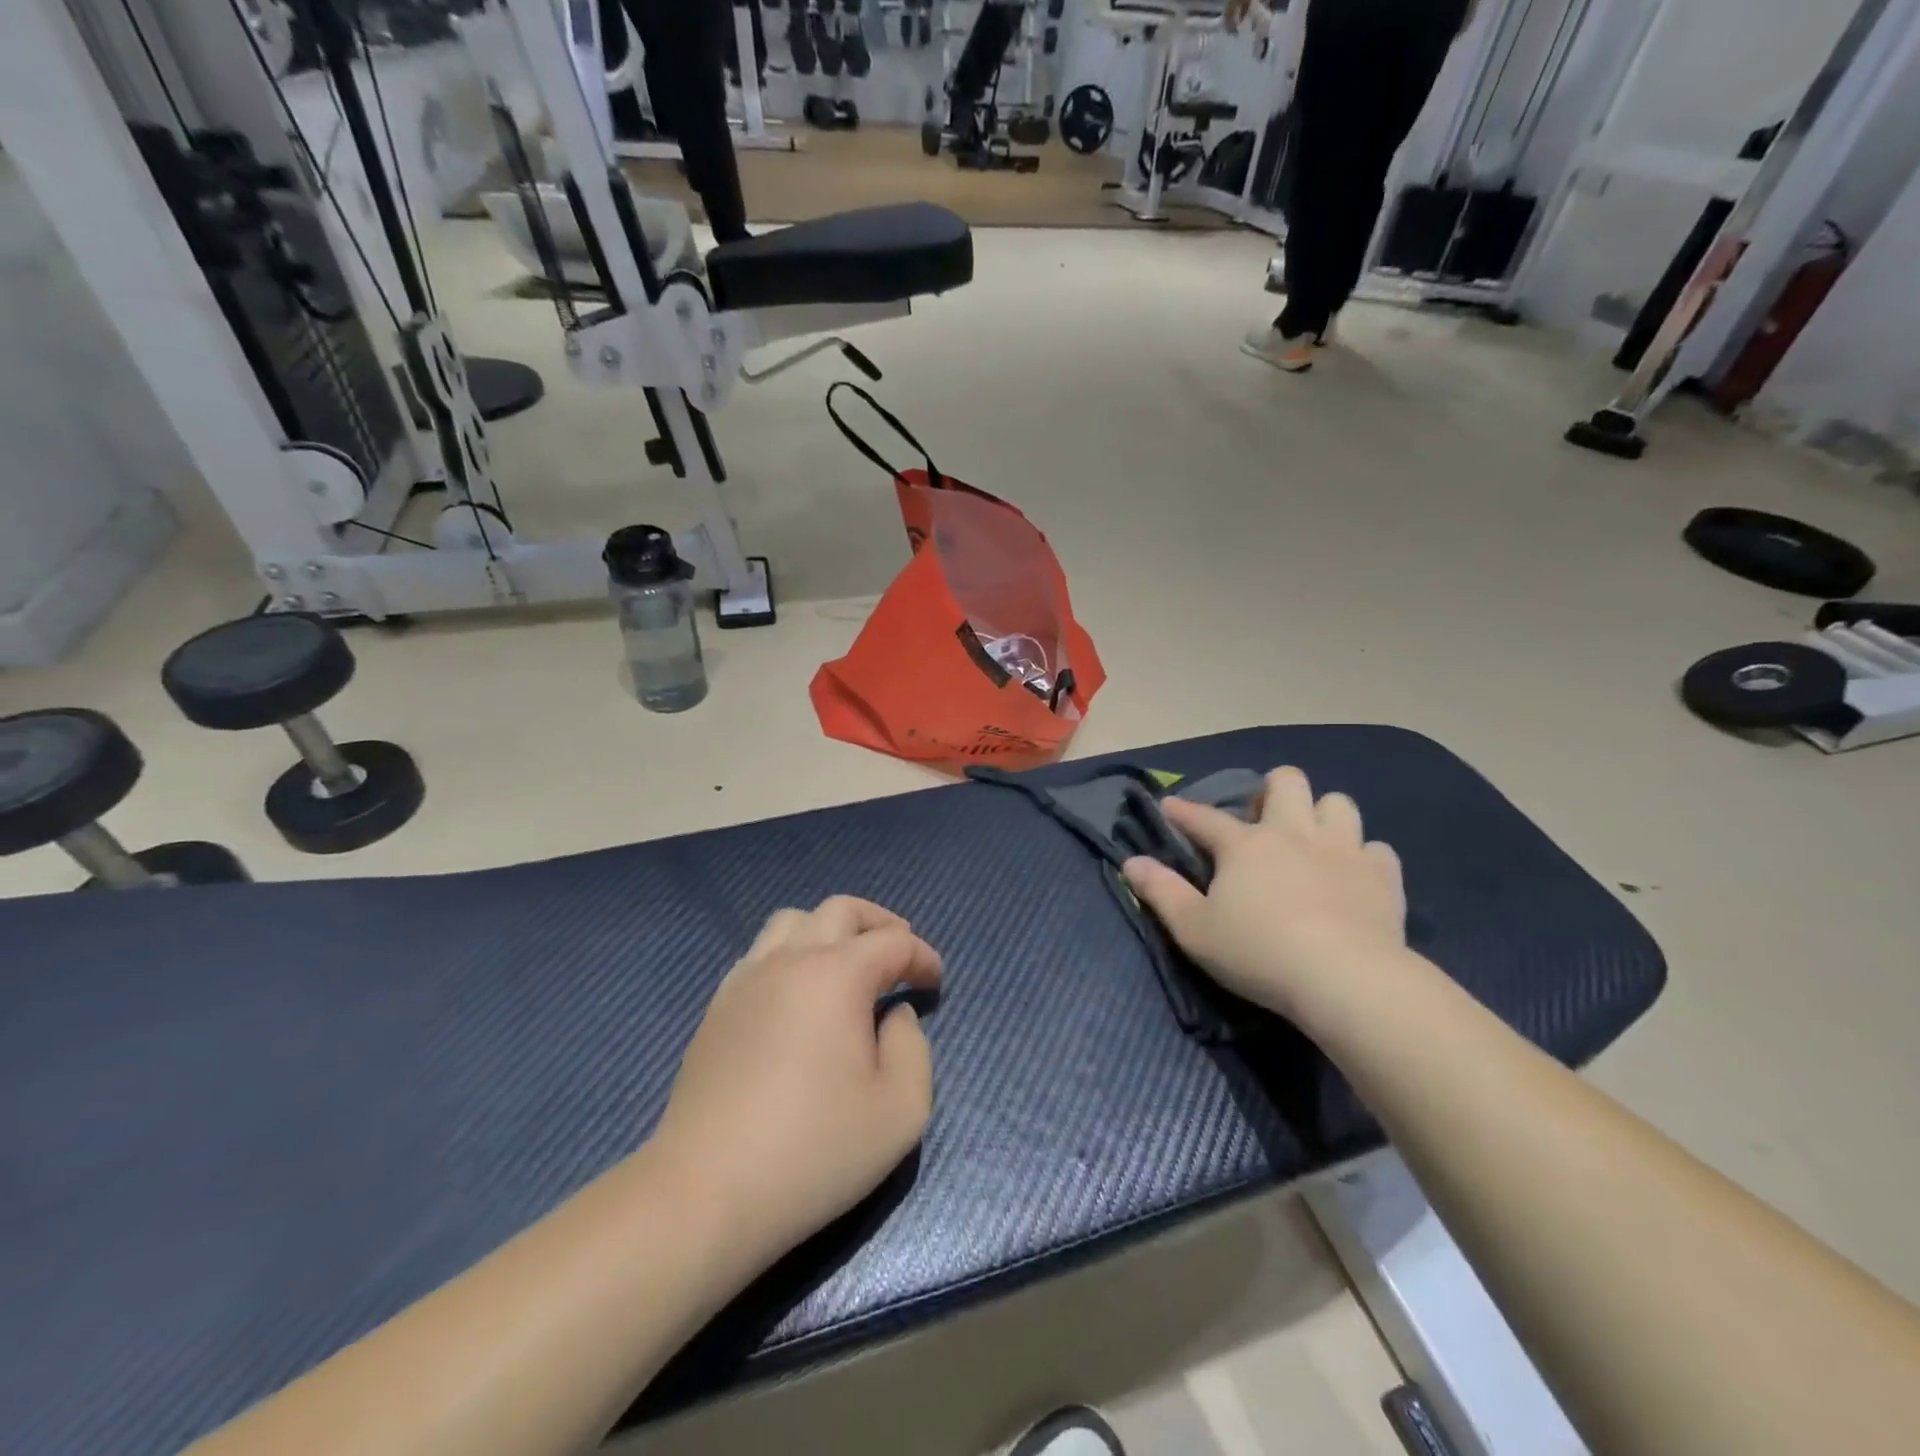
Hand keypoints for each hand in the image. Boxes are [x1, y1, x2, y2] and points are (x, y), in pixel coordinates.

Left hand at [651, 897, 942, 1267]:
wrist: (704, 1193)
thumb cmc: (813, 1152)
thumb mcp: (900, 1110)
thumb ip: (914, 1048)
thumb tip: (894, 1015)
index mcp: (837, 976)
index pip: (893, 942)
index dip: (922, 956)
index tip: (935, 983)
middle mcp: (790, 961)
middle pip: (840, 909)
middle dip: (880, 923)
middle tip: (901, 953)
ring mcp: (746, 980)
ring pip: (792, 921)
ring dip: (830, 930)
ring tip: (848, 965)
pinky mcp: (718, 1007)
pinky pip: (760, 953)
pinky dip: (792, 954)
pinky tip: (799, 995)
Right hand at [1121, 767, 1408, 1028]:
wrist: (1346, 979)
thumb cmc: (1258, 952)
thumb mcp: (1193, 929)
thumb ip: (1160, 891)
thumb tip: (1131, 862)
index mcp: (1245, 844)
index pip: (1204, 817)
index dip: (1183, 811)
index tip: (1170, 806)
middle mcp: (1293, 833)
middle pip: (1287, 781)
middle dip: (1272, 790)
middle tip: (1263, 820)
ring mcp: (1343, 850)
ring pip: (1338, 803)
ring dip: (1322, 815)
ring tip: (1312, 841)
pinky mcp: (1382, 876)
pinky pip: (1377, 849)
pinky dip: (1363, 856)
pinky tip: (1353, 875)